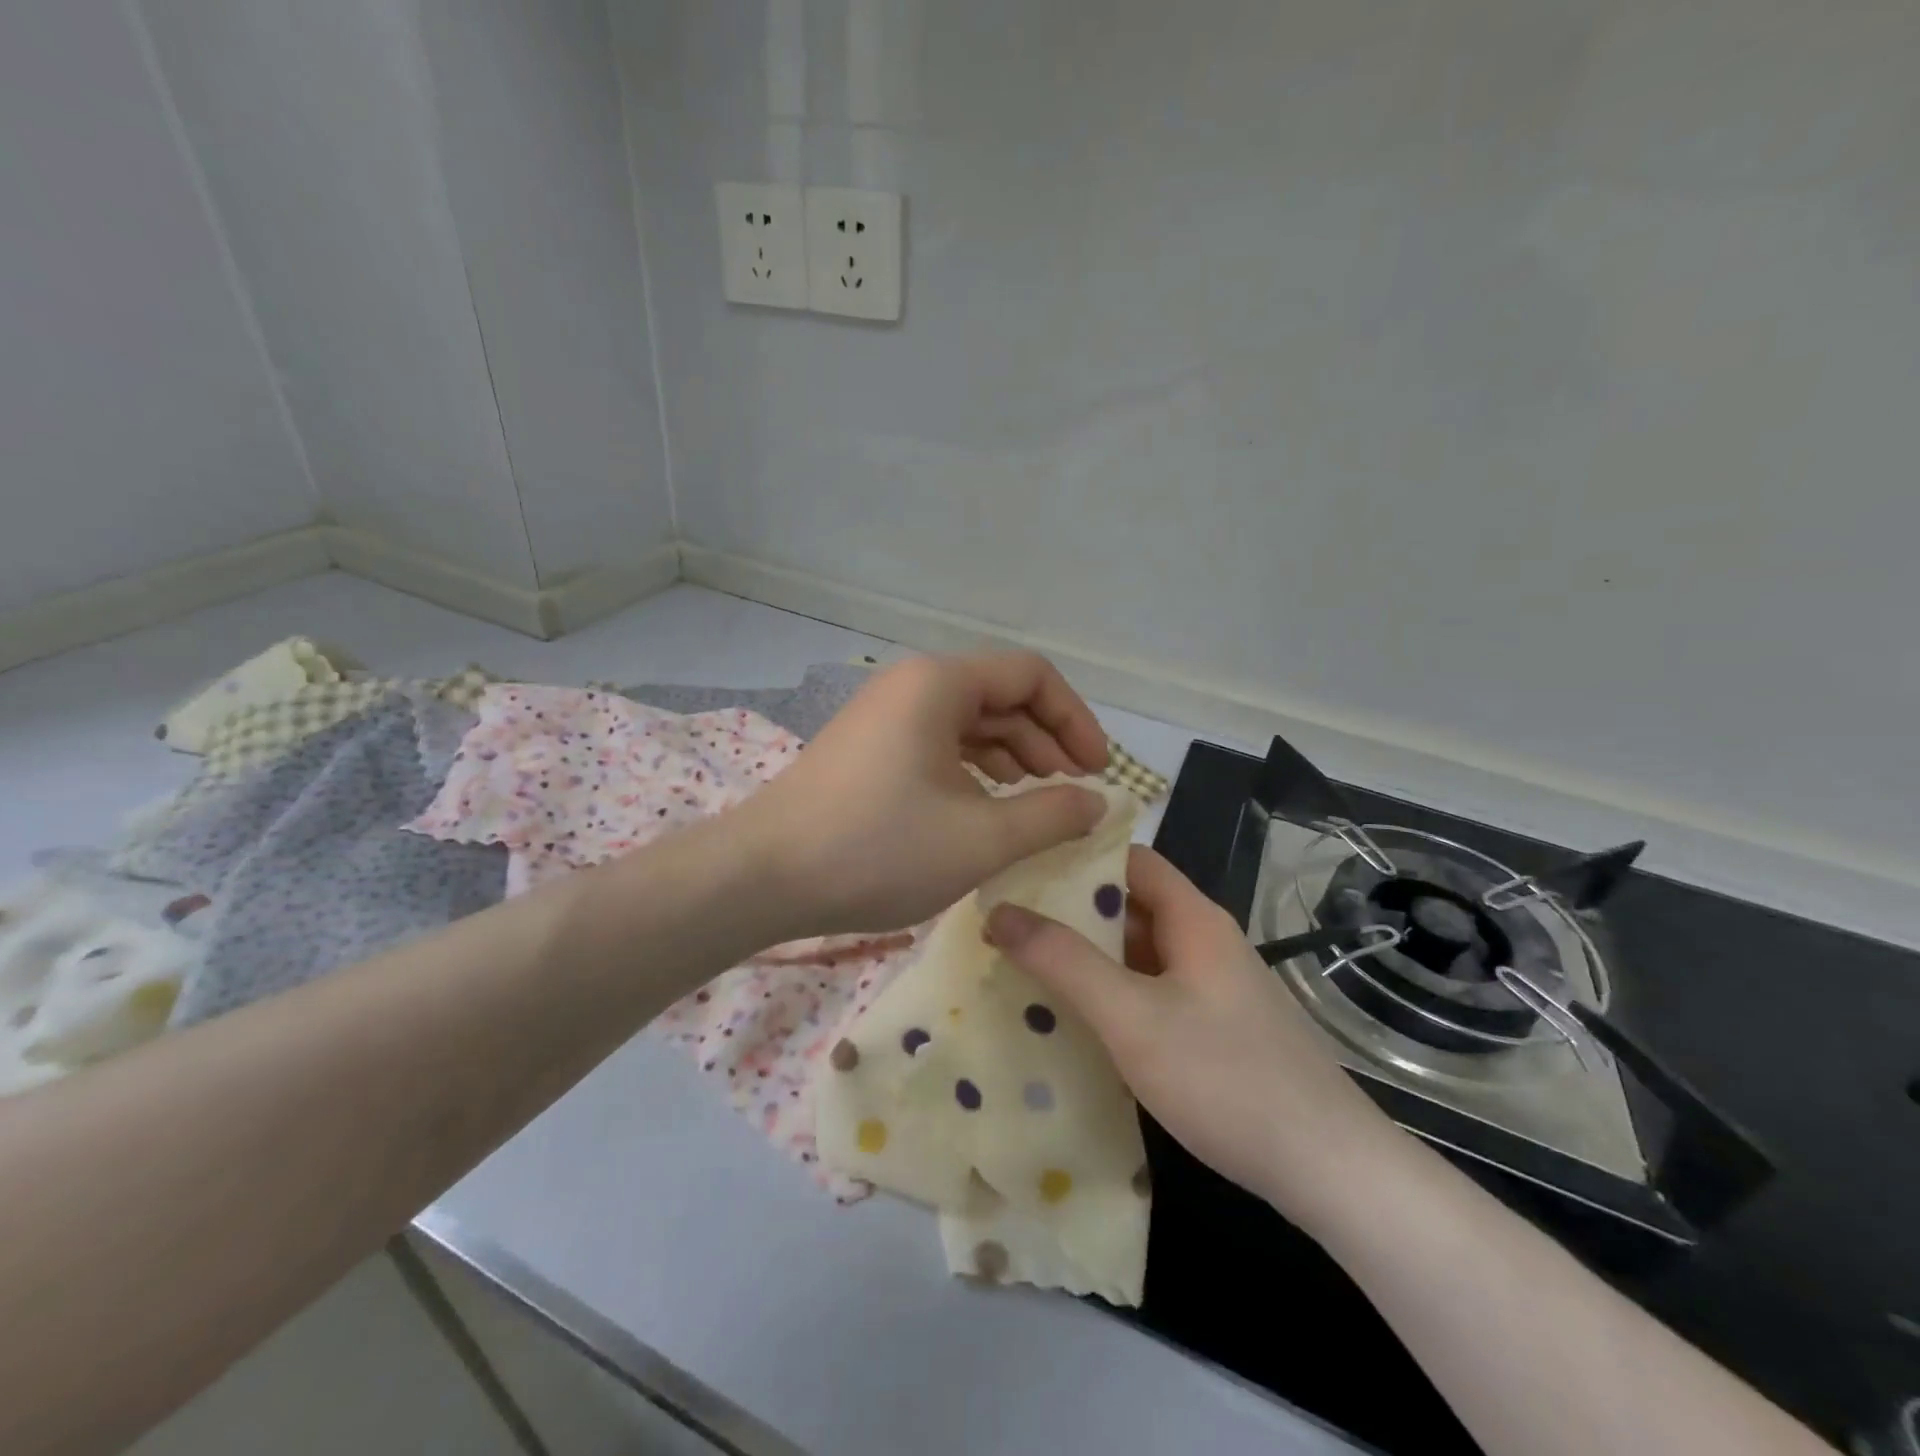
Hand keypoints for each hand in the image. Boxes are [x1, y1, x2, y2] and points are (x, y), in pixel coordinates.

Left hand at [740, 652, 1111, 937]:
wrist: (763, 877)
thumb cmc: (878, 849)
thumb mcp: (981, 838)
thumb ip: (1051, 815)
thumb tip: (1098, 802)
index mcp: (940, 684)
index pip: (1031, 676)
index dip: (1076, 720)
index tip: (1098, 771)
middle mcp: (911, 686)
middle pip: (1000, 696)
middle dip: (1047, 741)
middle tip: (1073, 792)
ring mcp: (884, 717)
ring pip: (968, 724)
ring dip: (1012, 758)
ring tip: (1036, 804)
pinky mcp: (867, 750)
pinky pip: (937, 746)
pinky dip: (973, 772)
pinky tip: (986, 809)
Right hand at [984, 846, 1403, 1229]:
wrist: (1329, 1170)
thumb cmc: (1226, 1078)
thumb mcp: (1132, 1016)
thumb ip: (1064, 961)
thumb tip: (999, 911)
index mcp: (1194, 918)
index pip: (1130, 859)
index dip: (1077, 855)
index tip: (1020, 866)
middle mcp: (1205, 942)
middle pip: (1131, 905)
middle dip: (1071, 910)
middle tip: (1006, 920)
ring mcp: (1213, 987)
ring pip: (1139, 953)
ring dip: (1088, 956)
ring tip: (1024, 963)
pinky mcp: (1215, 1028)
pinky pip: (1151, 992)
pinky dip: (1111, 994)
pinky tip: (1074, 1018)